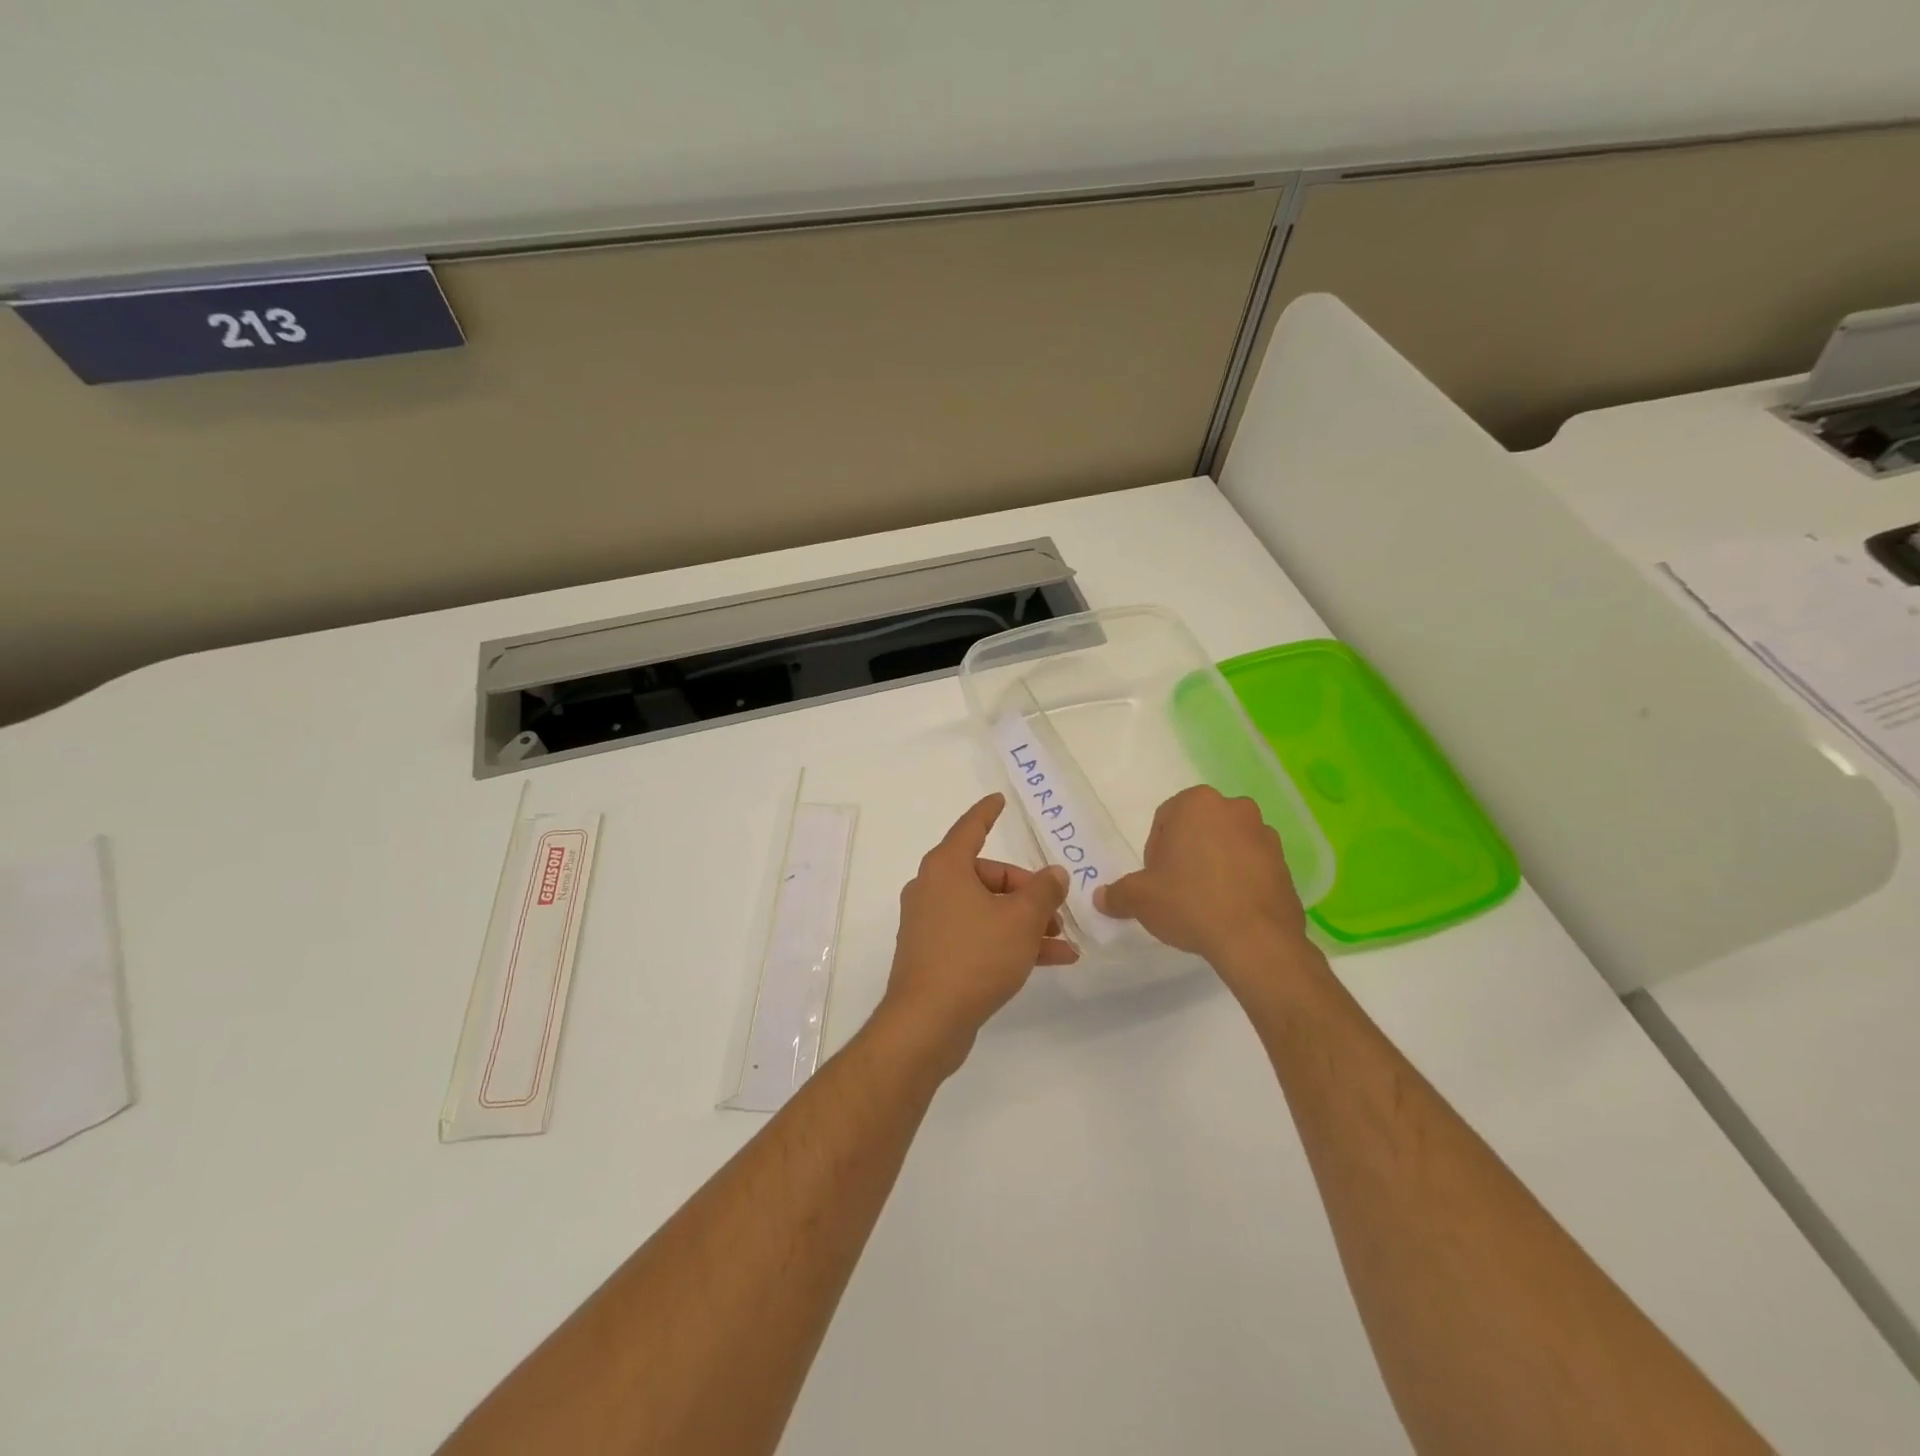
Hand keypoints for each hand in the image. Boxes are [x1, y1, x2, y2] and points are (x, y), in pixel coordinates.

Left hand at [876, 794, 1074, 1075]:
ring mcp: (930, 923)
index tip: (999, 800)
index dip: (988, 812)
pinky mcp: (934, 954)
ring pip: (985, 910)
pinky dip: (1007, 942)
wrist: (927, 1022)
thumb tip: (1054, 874)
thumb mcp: (1020, 920)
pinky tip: (1048, 961)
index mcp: (946, 868)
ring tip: (1062, 942)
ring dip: (1024, 923)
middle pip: (986, 876)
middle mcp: (932, 889)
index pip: (970, 828)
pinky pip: (977, 936)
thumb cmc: (974, 956)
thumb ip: (1043, 892)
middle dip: (1026, 892)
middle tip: (1056, 912)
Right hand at [1094, 785, 1315, 999]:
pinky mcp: (1285, 863)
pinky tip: (1230, 909)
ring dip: (1215, 864)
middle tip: (1177, 888)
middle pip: (1198, 828)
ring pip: (1227, 844)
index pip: (1165, 819)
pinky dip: (1240, 879)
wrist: (1256, 940)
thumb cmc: (1190, 903)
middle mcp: (1235, 808)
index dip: (1156, 850)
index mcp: (1197, 803)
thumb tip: (1101, 898)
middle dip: (1187, 852)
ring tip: (1206, 901)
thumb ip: (1118, 894)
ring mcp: (1265, 835)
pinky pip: (1252, 865)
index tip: (1157, 879)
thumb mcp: (1140, 899)